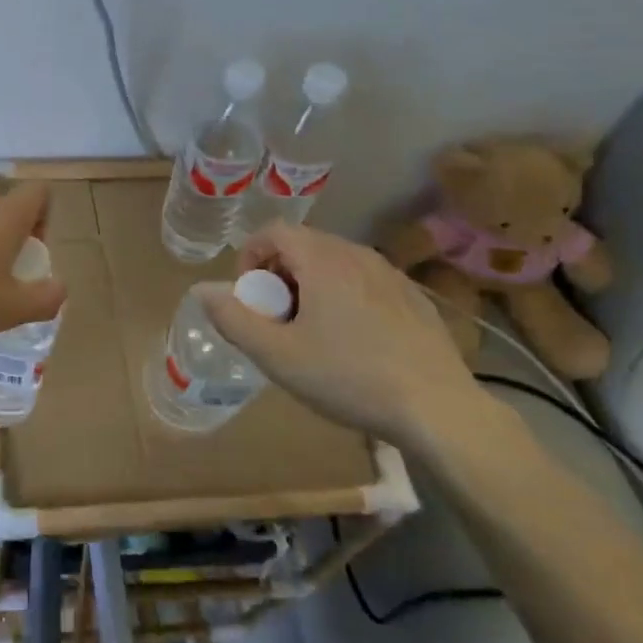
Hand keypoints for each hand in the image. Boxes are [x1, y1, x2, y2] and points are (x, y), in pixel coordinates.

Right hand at [201, 223, 479, 445]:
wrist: (440, 411)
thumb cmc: (350, 378)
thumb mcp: (278, 356)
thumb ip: (234, 319)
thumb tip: (202, 290)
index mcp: (323, 259)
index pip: (274, 231)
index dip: (251, 256)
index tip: (251, 297)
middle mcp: (357, 254)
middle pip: (304, 245)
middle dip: (279, 274)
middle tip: (277, 319)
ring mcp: (391, 275)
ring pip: (335, 263)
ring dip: (311, 285)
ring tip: (313, 332)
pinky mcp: (414, 299)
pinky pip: (365, 282)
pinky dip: (345, 297)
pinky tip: (355, 343)